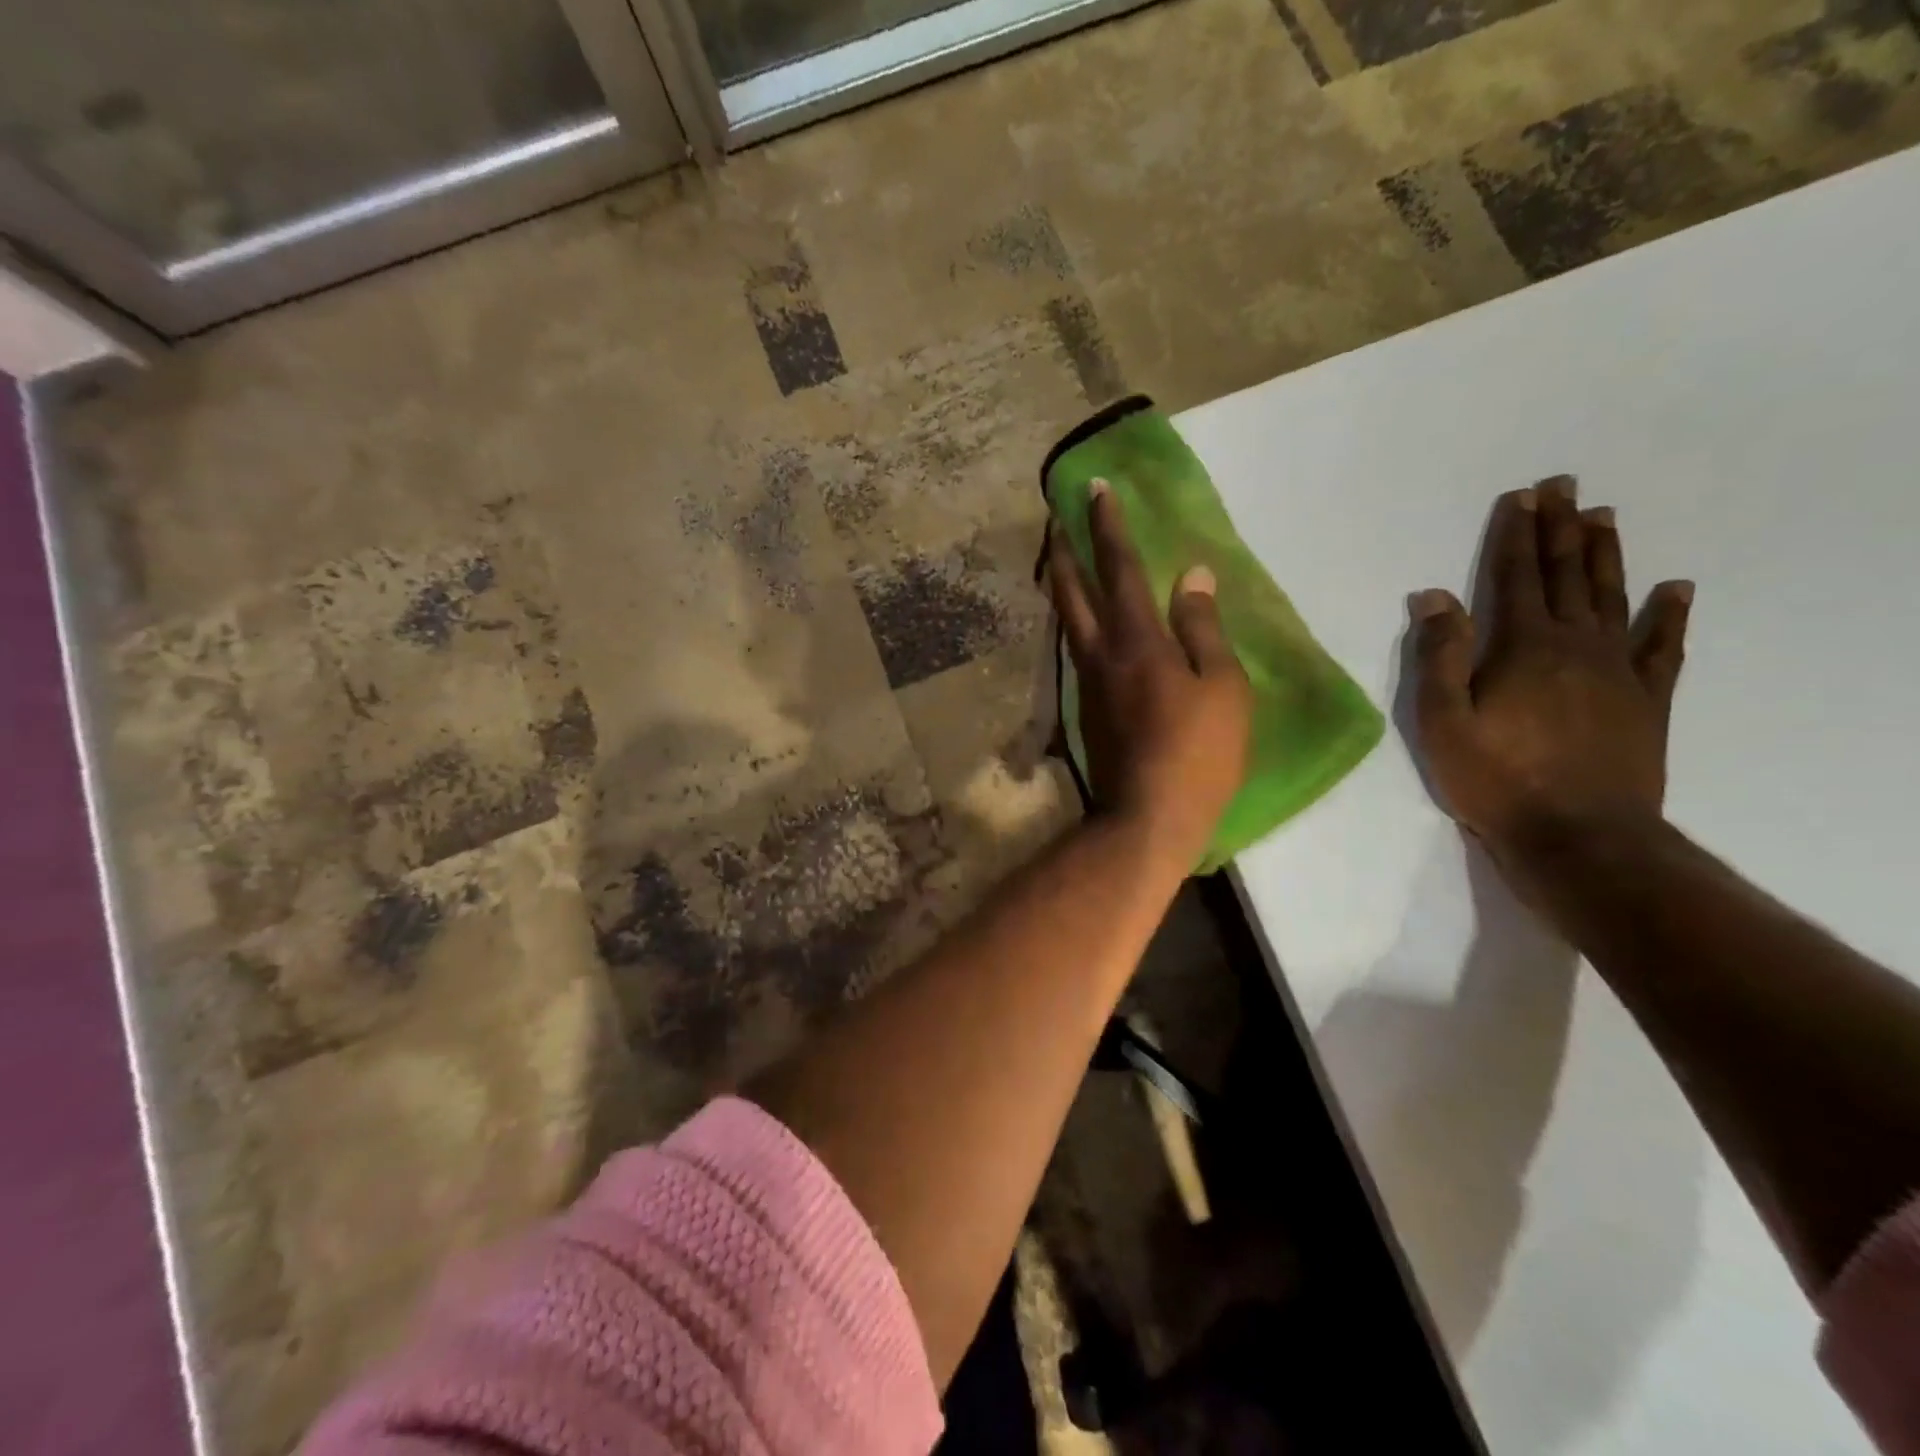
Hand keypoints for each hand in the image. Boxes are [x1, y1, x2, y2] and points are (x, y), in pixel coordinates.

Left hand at [1049, 480, 1252, 870]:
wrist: (1147, 817)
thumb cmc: (1198, 753)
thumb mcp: (1222, 688)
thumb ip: (1203, 628)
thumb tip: (1192, 574)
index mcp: (1138, 640)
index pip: (1119, 568)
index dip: (1108, 525)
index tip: (1094, 488)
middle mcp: (1101, 653)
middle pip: (1072, 590)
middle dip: (1063, 549)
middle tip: (1054, 518)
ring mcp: (1087, 682)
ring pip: (1067, 620)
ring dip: (1062, 583)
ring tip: (1061, 560)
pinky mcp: (1085, 707)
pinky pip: (1076, 649)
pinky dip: (1074, 621)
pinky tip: (1081, 621)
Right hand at [1410, 477, 1693, 857]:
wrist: (1579, 837)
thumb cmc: (1496, 779)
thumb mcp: (1443, 722)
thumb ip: (1440, 656)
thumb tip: (1434, 596)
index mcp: (1523, 648)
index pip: (1518, 578)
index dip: (1517, 536)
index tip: (1523, 497)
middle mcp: (1576, 645)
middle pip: (1568, 576)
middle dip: (1562, 529)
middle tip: (1565, 487)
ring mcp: (1619, 671)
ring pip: (1613, 598)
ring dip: (1606, 555)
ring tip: (1604, 517)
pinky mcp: (1647, 700)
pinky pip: (1664, 647)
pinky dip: (1670, 615)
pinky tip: (1676, 589)